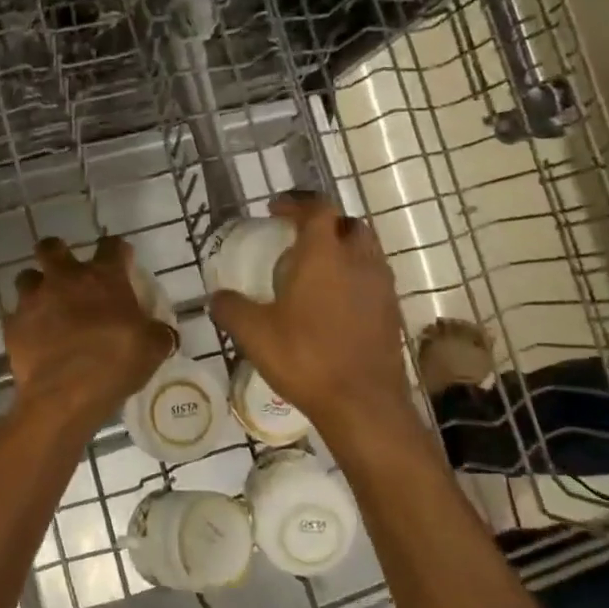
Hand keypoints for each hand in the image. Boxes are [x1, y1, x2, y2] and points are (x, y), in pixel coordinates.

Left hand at [4, 236, 173, 418]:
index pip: (111, 246)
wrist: (64, 394)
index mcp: (103, 277)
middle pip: (52, 247)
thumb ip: (157, 332)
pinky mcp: (13, 324)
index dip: (116, 251)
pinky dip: (26, 322)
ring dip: (37, 287)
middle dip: (57, 253)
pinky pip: (17, 315)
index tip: (121, 261)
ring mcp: (34, 299)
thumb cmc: (114, 363)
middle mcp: (65, 278)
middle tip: (67, 273)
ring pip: (27, 277)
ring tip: (46, 305)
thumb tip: (162, 331)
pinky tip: (36, 338)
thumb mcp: (152, 348)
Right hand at [210, 192, 413, 439]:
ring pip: (366, 251)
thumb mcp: (254, 334)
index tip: (275, 210)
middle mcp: (359, 261)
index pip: (317, 208)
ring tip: (317, 271)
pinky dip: (355, 279)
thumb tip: (216, 297)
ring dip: (343, 251)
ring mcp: (381, 287)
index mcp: (325, 255)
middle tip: (299, 239)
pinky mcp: (392, 313)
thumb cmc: (306, 358)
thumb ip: (231, 308)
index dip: (296, 203)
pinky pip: (373, 281)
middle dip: (324, 224)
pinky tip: (335, 305)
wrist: (363, 404)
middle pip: (348, 224)